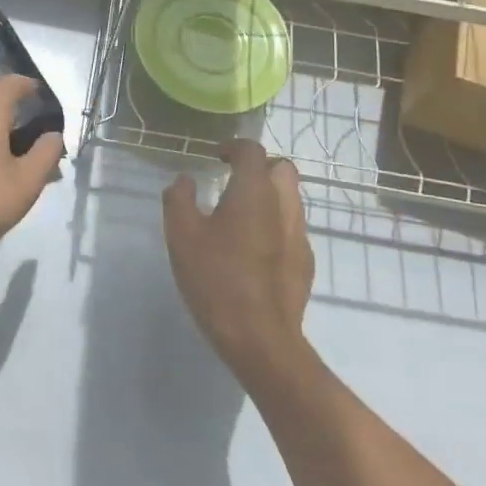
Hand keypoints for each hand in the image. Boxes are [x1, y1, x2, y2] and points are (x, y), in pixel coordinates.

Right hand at [163, 140, 315, 389]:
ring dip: (270, 195)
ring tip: (242, 214)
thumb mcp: (182, 237)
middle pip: (283, 168)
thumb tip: (185, 180)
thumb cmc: (217, 280)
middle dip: (260, 166)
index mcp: (254, 191)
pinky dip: (276, 224)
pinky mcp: (306, 263)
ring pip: (292, 198)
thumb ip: (180, 200)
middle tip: (234, 179)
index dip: (233, 147)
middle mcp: (284, 205)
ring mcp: (299, 235)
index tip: (216, 157)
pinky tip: (255, 248)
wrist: (261, 338)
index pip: (252, 150)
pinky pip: (293, 228)